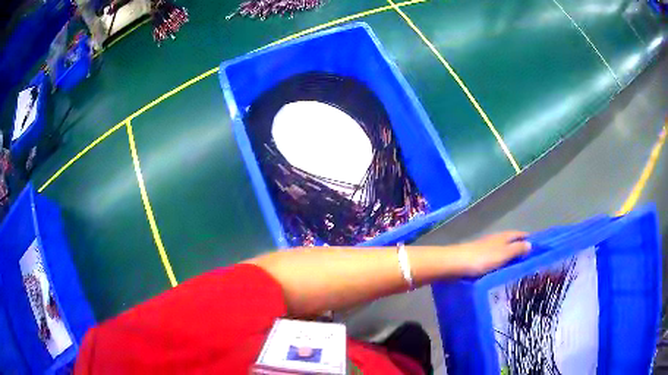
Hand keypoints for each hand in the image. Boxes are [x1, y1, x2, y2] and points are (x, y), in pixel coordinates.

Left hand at [453, 231, 530, 275]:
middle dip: (520, 248)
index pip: (520, 234)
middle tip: (530, 261)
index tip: (539, 247)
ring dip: (510, 256)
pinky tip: (501, 271)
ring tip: (518, 268)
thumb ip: (516, 249)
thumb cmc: (482, 258)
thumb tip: (530, 244)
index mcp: (503, 236)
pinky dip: (500, 263)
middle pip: (511, 242)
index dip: (529, 239)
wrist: (454, 263)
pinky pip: (493, 259)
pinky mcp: (477, 258)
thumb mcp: (503, 254)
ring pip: (502, 250)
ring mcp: (485, 248)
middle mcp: (495, 239)